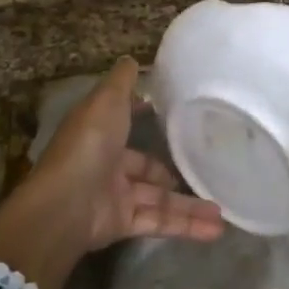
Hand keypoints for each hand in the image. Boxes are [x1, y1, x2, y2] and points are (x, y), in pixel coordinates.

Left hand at [0, 58, 222, 288]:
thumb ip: (122, 83)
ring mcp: (115, 197)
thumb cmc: (88, 146)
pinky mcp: (123, 224)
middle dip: (176, 173)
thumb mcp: (106, 102)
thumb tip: (132, 59)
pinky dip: (186, 226)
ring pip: (159, 199)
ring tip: (223, 210)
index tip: (177, 118)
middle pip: (147, 168)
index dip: (146, 120)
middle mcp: (106, 164)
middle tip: (210, 170)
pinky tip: (216, 229)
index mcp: (99, 134)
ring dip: (190, 205)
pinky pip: (159, 222)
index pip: (126, 125)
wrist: (65, 205)